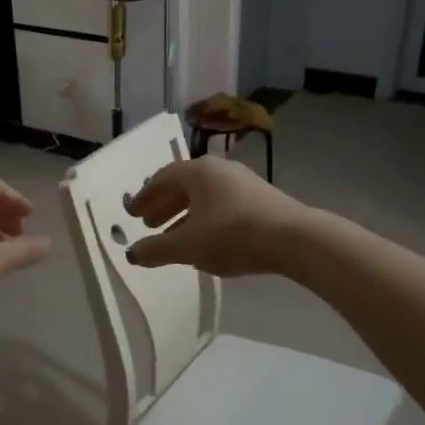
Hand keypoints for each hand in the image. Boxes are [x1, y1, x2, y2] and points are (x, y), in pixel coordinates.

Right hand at [124, 157, 308, 276]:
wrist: (293, 238)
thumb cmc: (232, 235)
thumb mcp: (187, 246)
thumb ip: (156, 250)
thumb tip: (132, 254)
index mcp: (198, 172)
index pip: (162, 179)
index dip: (144, 198)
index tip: (132, 214)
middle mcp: (220, 170)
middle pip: (184, 186)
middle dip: (164, 206)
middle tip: (149, 224)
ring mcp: (244, 183)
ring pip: (205, 197)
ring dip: (185, 215)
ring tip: (175, 238)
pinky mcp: (262, 200)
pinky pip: (223, 206)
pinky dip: (206, 220)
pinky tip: (207, 242)